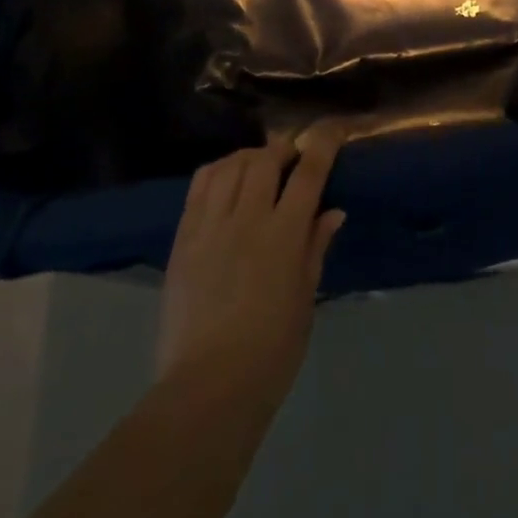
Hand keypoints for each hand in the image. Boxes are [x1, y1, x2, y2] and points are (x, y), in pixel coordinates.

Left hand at [155, 127, 345, 406]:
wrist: (207, 388)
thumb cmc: (271, 353)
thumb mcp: (305, 300)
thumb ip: (316, 248)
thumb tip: (333, 211)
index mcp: (284, 236)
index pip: (308, 172)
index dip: (322, 143)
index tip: (332, 129)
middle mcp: (247, 218)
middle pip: (266, 159)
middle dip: (283, 148)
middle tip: (291, 158)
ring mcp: (211, 224)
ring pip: (231, 164)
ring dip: (250, 156)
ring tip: (258, 165)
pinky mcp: (183, 236)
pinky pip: (200, 184)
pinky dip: (218, 170)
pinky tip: (225, 178)